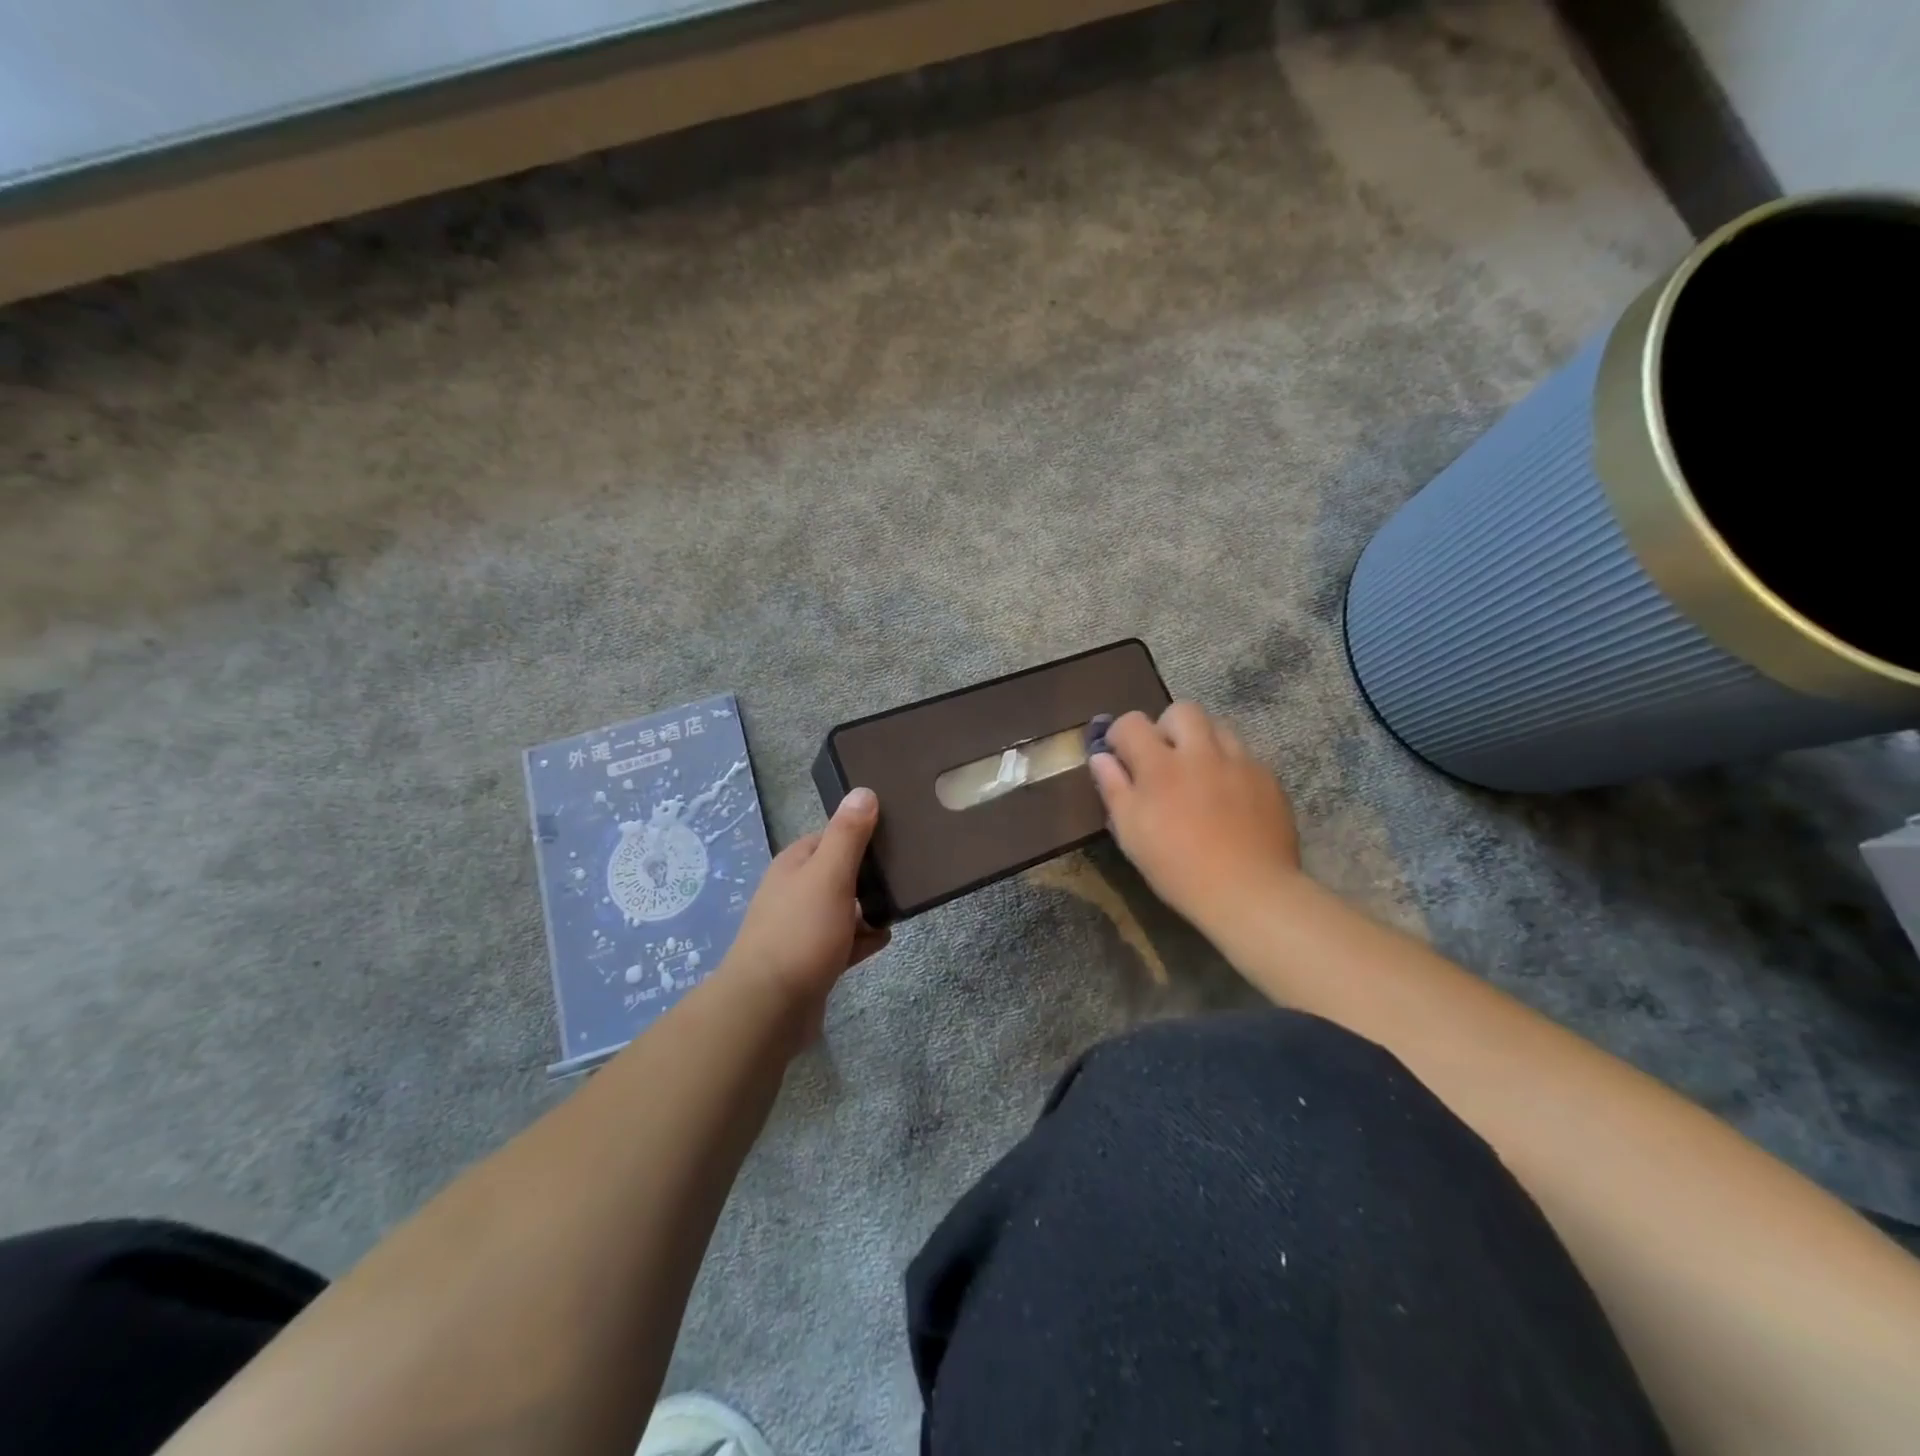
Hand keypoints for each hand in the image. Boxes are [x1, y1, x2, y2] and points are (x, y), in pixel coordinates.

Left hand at [720, 787, 889, 1041]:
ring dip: (868, 909)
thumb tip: (863, 790)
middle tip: (905, 875)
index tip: (896, 836)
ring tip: (899, 907)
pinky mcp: (810, 960)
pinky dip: (862, 939)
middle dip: (868, 875)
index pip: (831, 836)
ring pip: (843, 908)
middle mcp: (793, 891)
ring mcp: (800, 927)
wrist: (769, 1007)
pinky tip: (883, 940)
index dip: (861, 834)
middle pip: (838, 872)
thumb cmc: (801, 932)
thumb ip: (848, 835)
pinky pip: (843, 941)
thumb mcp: (829, 874)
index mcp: (794, 864)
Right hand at [1088, 702, 1301, 931]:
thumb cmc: (1177, 867)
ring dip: (1202, 741)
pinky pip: (1245, 755)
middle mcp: (1201, 752)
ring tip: (1199, 772)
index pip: (1133, 722)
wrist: (1248, 891)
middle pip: (1181, 710)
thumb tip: (1100, 757)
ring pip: (1218, 726)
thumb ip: (1113, 788)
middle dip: (1167, 726)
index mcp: (1160, 764)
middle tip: (1164, 758)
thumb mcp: (1131, 833)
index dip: (1121, 733)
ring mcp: (1239, 761)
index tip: (1120, 755)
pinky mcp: (1268, 778)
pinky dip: (1230, 765)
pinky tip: (1228, 796)